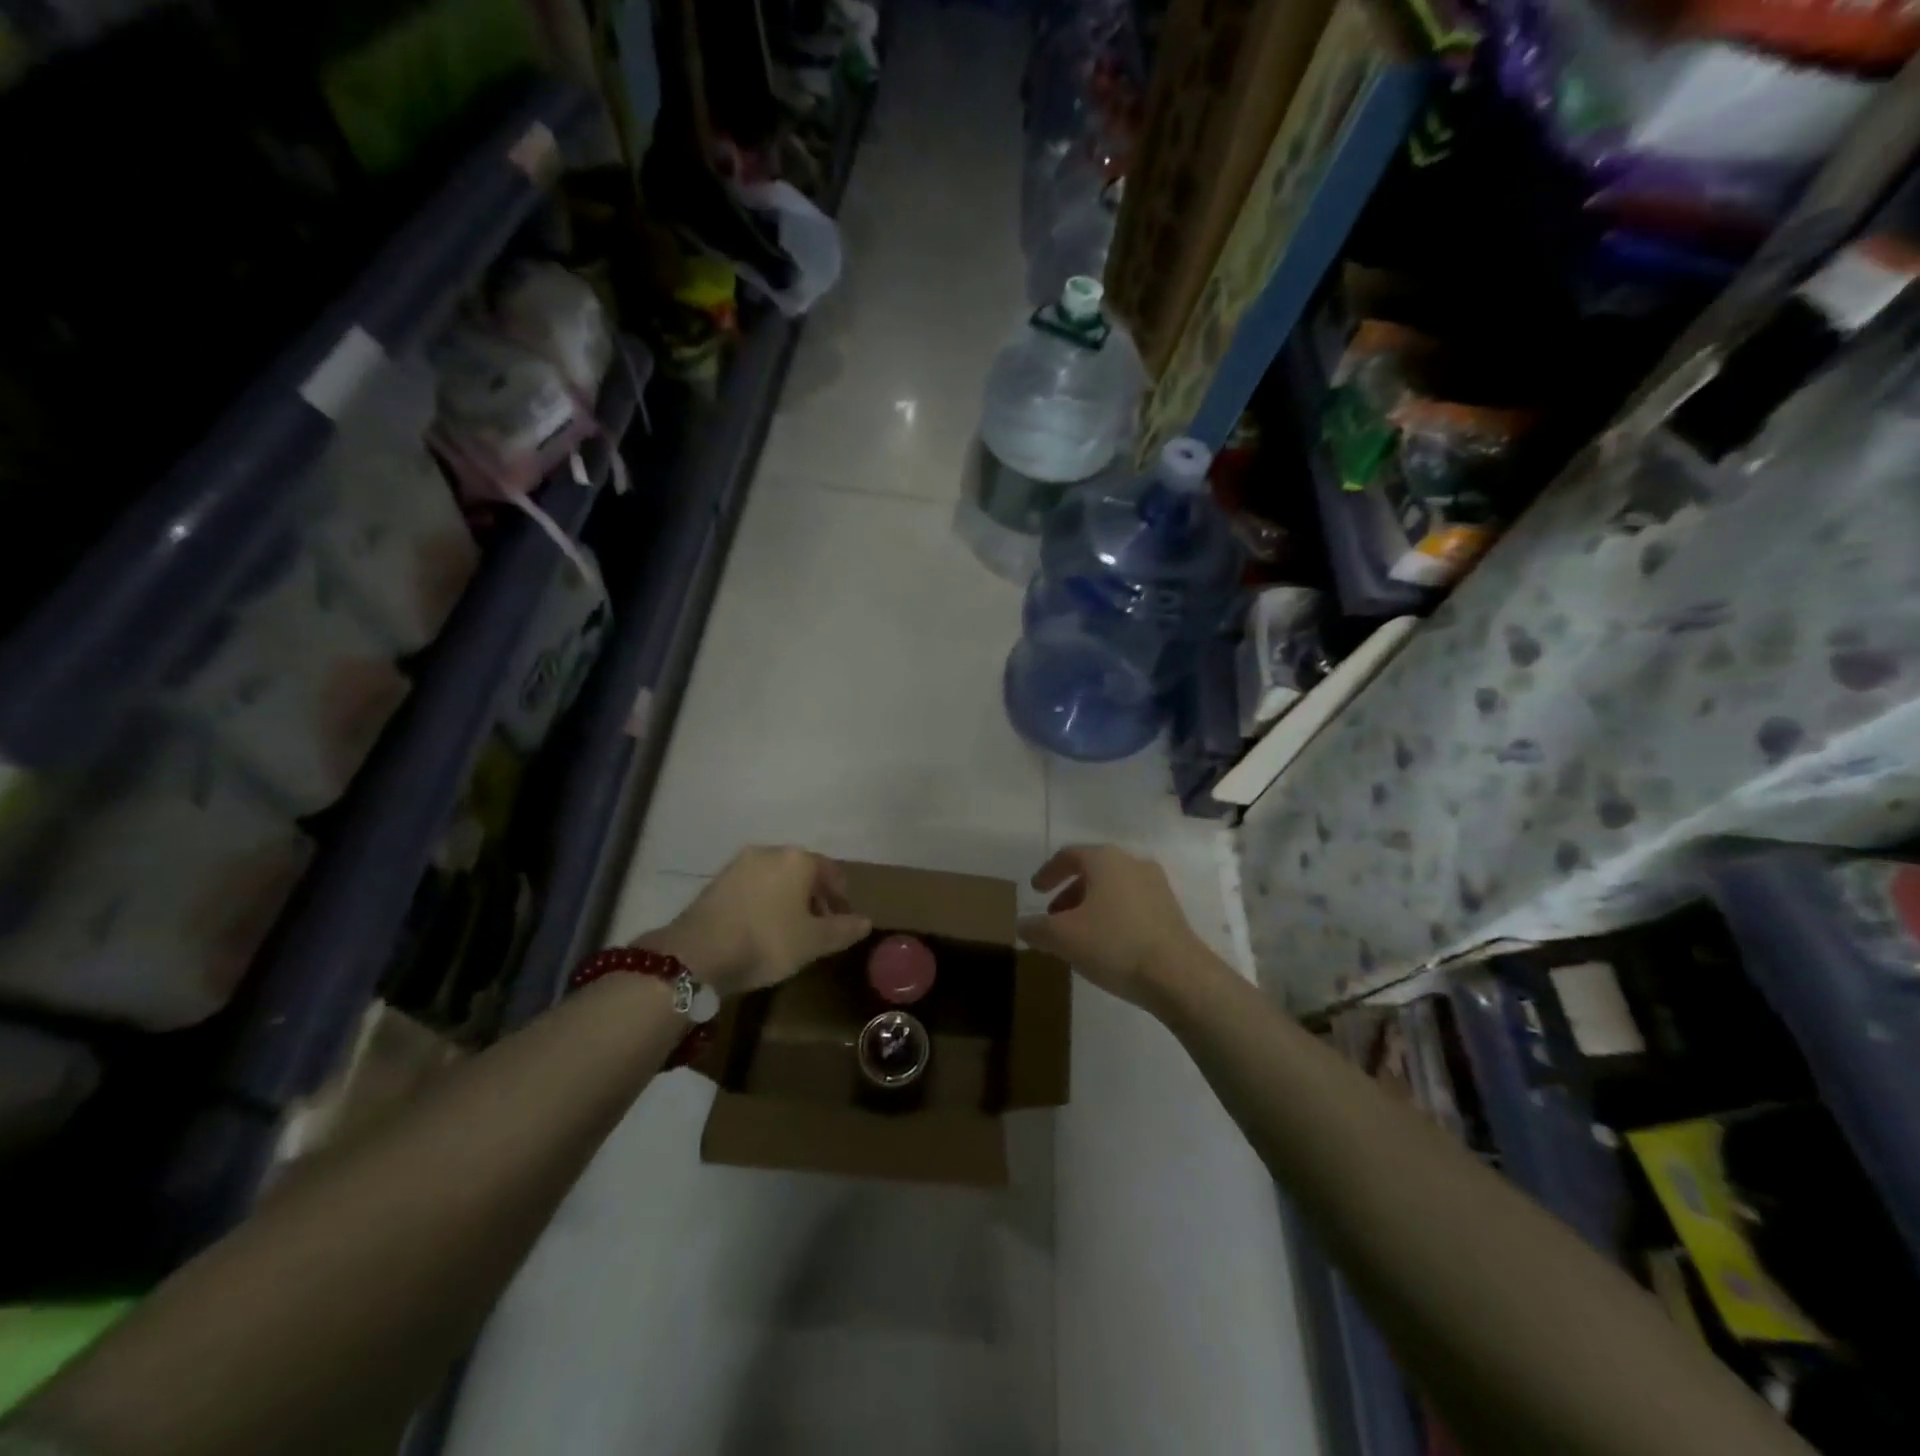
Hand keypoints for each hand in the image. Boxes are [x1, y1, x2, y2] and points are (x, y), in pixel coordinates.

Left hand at [638, 846, 870, 996]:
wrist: (698, 952)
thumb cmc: (767, 940)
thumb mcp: (813, 942)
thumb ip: (843, 929)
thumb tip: (866, 921)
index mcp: (798, 859)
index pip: (831, 872)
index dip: (841, 897)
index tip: (844, 920)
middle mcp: (770, 852)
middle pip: (802, 872)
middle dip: (814, 897)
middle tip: (819, 926)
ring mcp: (739, 864)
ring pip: (775, 878)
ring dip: (787, 899)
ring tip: (789, 930)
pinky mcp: (716, 881)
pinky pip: (752, 887)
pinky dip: (764, 902)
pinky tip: (761, 928)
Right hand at [1017, 845, 1205, 1008]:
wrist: (1178, 975)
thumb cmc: (1114, 944)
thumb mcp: (1063, 938)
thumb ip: (1036, 928)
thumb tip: (1022, 925)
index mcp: (1105, 860)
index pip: (1069, 855)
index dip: (1048, 872)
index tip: (1035, 890)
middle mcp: (1132, 863)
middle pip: (1093, 871)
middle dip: (1069, 892)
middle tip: (1054, 916)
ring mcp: (1156, 886)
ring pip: (1113, 889)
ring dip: (1091, 906)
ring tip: (1078, 934)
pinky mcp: (1171, 910)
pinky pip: (1132, 905)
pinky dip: (1113, 916)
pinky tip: (1106, 945)